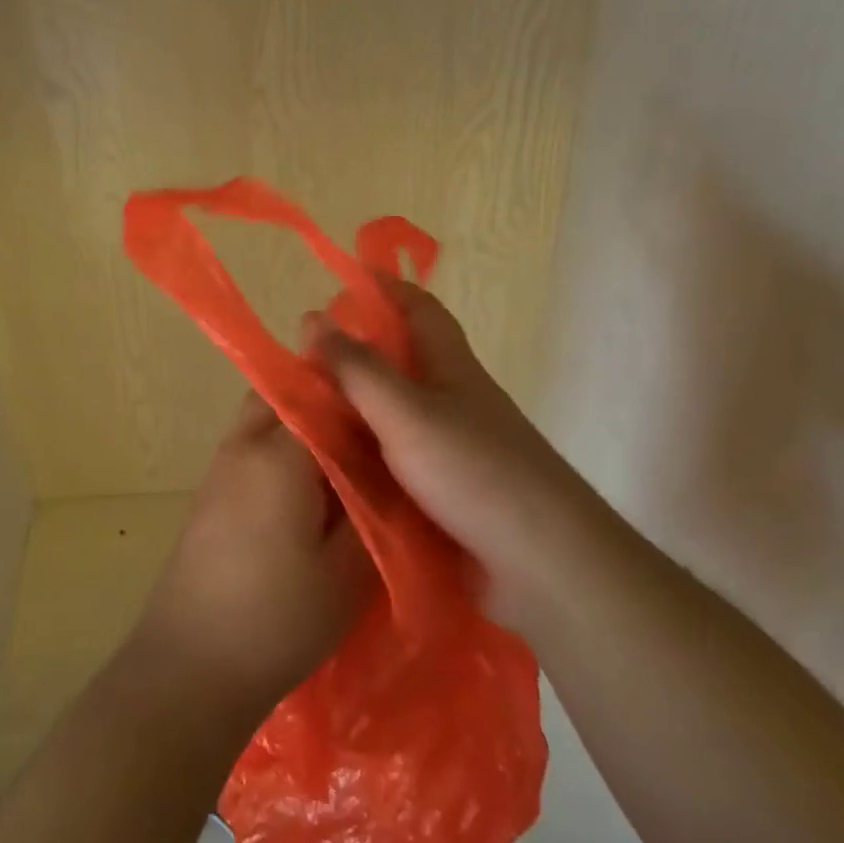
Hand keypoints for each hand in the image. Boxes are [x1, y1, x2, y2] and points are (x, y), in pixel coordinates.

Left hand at [133, 393, 372, 723]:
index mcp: (279, 455)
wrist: (190, 664)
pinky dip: (280, 453)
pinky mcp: (210, 494)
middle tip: (369, 437)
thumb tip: (389, 475)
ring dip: (300, 428)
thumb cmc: (277, 619)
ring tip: (345, 465)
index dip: (360, 403)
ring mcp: (220, 468)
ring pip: (264, 421)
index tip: (393, 419)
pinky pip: (251, 449)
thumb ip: (372, 512)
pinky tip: (309, 494)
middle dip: (325, 404)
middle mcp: (243, 446)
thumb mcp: (347, 573)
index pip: (323, 397)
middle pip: (285, 396)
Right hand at [314, 279, 597, 623]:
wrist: (543, 563)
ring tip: (300, 413)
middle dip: (355, 353)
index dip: (384, 287)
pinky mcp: (446, 493)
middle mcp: (453, 400)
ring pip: (393, 415)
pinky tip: (329, 468)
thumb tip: (313, 319)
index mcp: (450, 367)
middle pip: (400, 362)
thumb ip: (358, 369)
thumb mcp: (406, 411)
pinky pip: (394, 461)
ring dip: (353, 409)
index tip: (342, 279)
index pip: (418, 308)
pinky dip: (364, 457)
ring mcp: (451, 449)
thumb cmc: (475, 471)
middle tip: (300, 360)